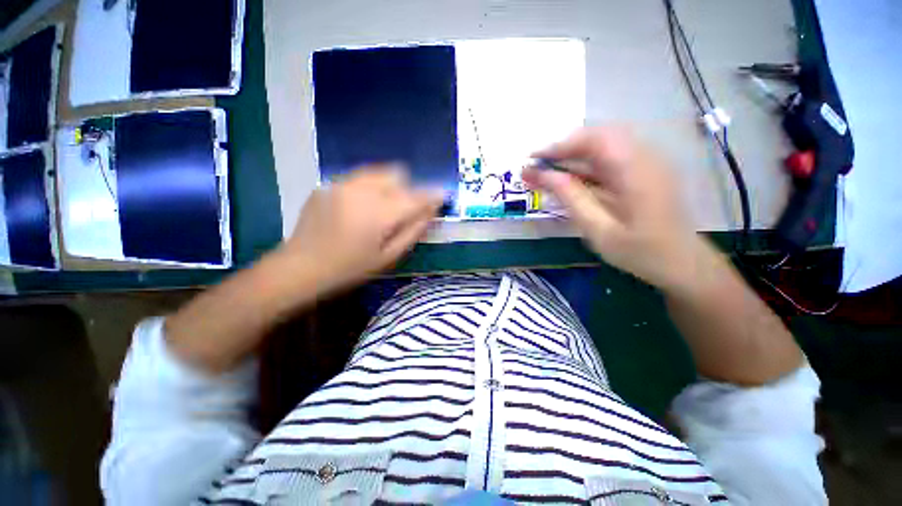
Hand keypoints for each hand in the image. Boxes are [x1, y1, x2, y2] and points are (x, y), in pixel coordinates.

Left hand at [281, 166, 442, 293]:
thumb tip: (431, 210)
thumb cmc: (350, 269)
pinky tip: (357, 208)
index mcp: (380, 213)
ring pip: (377, 171)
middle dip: (407, 188)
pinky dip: (367, 188)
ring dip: (388, 185)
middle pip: (397, 173)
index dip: (432, 194)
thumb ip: (413, 230)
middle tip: (402, 209)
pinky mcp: (327, 184)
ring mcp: (341, 184)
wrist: (300, 267)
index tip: (442, 195)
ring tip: (380, 207)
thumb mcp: (389, 257)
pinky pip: (358, 177)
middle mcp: (362, 191)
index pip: (416, 196)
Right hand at [524, 127, 705, 290]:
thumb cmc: (639, 251)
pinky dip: (588, 162)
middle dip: (565, 147)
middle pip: (599, 136)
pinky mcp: (646, 168)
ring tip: (549, 169)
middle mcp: (646, 156)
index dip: (559, 146)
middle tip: (539, 165)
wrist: (682, 262)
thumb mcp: (598, 229)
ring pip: (605, 143)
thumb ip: (571, 197)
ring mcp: (649, 161)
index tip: (532, 158)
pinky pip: (612, 155)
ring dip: (574, 153)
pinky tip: (573, 176)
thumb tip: (541, 174)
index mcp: (636, 171)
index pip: (593, 141)